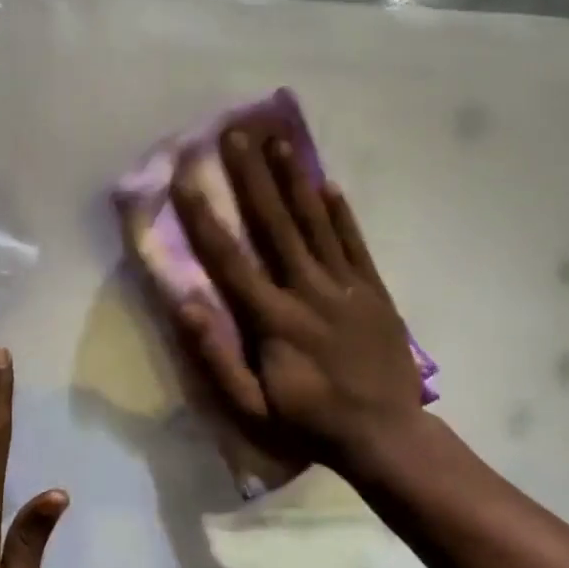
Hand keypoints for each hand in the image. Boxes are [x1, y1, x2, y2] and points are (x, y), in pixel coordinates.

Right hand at [172, 130, 428, 474]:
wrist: (384, 434)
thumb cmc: (308, 423)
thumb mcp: (250, 407)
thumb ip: (216, 357)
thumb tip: (184, 306)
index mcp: (273, 319)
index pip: (231, 258)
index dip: (204, 216)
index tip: (186, 176)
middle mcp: (308, 291)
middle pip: (275, 225)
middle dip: (252, 177)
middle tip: (236, 133)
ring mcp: (346, 288)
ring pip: (316, 224)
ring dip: (295, 180)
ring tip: (278, 141)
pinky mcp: (373, 292)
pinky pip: (354, 244)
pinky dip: (341, 214)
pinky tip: (328, 184)